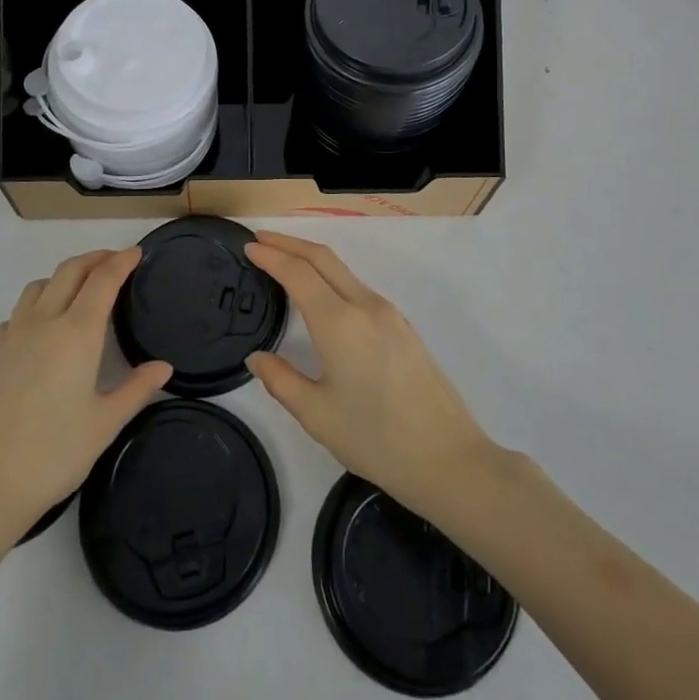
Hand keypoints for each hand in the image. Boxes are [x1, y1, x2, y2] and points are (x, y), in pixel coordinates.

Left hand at [0, 248, 170, 540]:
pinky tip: (42, 329)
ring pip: (39, 286)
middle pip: (69, 271)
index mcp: (76, 333)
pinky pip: (17, 312)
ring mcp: (11, 336)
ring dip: (64, 276)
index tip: (137, 252)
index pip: (102, 280)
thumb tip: (163, 367)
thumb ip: (136, 389)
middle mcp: (42, 323)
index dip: (121, 261)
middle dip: (94, 259)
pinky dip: (37, 304)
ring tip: (80, 289)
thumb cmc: (51, 456)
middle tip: (115, 261)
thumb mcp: (104, 425)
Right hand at [244, 232, 496, 519]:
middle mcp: (366, 306)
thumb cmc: (377, 440)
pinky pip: (358, 288)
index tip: (248, 246)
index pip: (298, 273)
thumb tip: (257, 358)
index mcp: (340, 323)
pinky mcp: (403, 327)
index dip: (271, 255)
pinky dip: (331, 277)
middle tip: (260, 240)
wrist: (450, 460)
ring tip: (284, 262)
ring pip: (343, 271)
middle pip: (323, 258)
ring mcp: (389, 314)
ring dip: (311, 258)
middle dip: (289, 243)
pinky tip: (321, 295)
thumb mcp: (317, 415)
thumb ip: (281, 380)